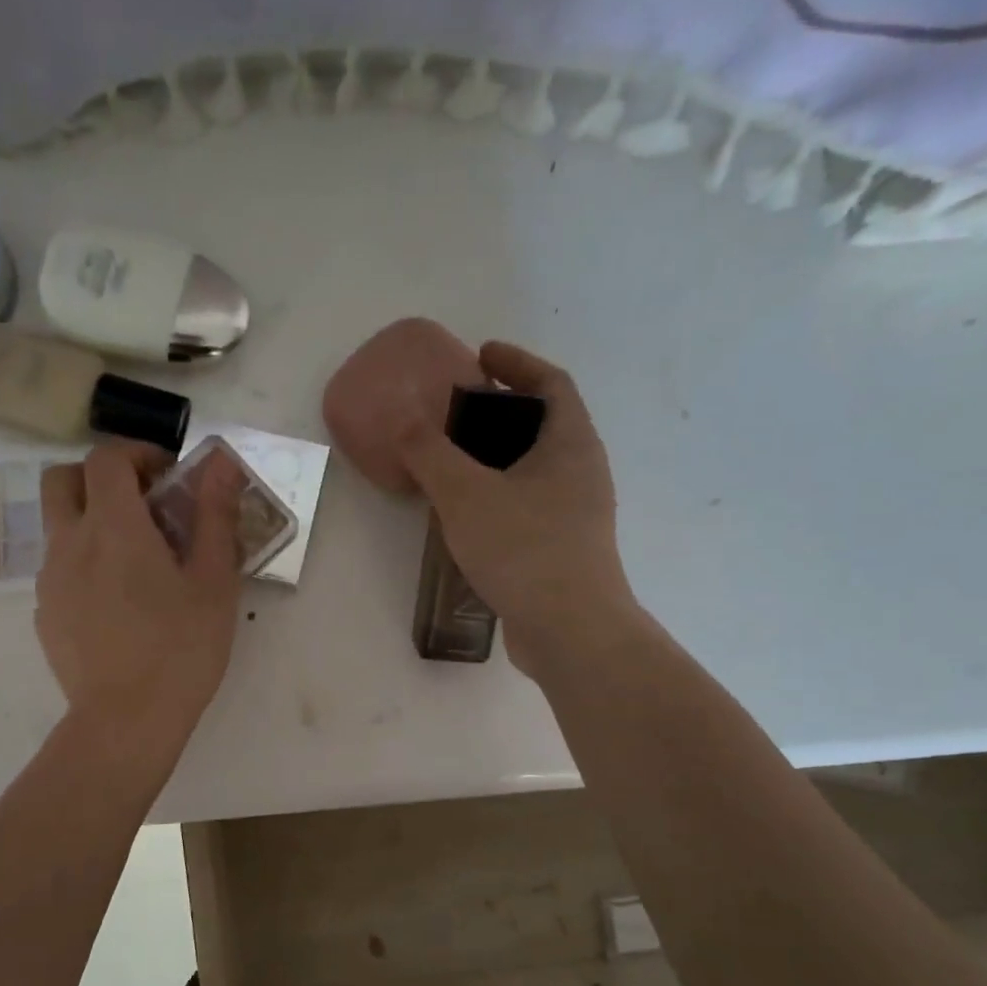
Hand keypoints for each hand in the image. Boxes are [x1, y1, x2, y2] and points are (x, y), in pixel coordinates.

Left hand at [36, 441, 244, 759]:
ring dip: (90, 523)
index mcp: (113, 526)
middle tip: (140, 506)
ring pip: (58, 526)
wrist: (126, 721)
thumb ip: (215, 516)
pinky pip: (59, 570)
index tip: (168, 477)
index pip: (106, 457)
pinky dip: (84, 565)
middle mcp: (69, 542)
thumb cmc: (181, 649)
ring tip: (134, 563)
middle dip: (97, 478)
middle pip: (61, 478)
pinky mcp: (44, 615)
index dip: (137, 454)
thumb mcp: (214, 581)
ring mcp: (50, 580)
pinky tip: (117, 606)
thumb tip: (222, 464)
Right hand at [396, 340, 637, 678]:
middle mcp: (582, 473)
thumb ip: (431, 453)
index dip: (517, 363)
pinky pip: (529, 506)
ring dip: (499, 459)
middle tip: (457, 413)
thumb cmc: (524, 548)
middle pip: (544, 425)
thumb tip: (404, 421)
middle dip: (502, 413)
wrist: (569, 631)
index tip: (481, 355)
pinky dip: (500, 496)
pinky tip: (467, 517)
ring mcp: (577, 514)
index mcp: (571, 444)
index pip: (551, 383)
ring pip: (535, 470)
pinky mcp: (563, 550)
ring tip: (453, 464)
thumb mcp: (466, 494)